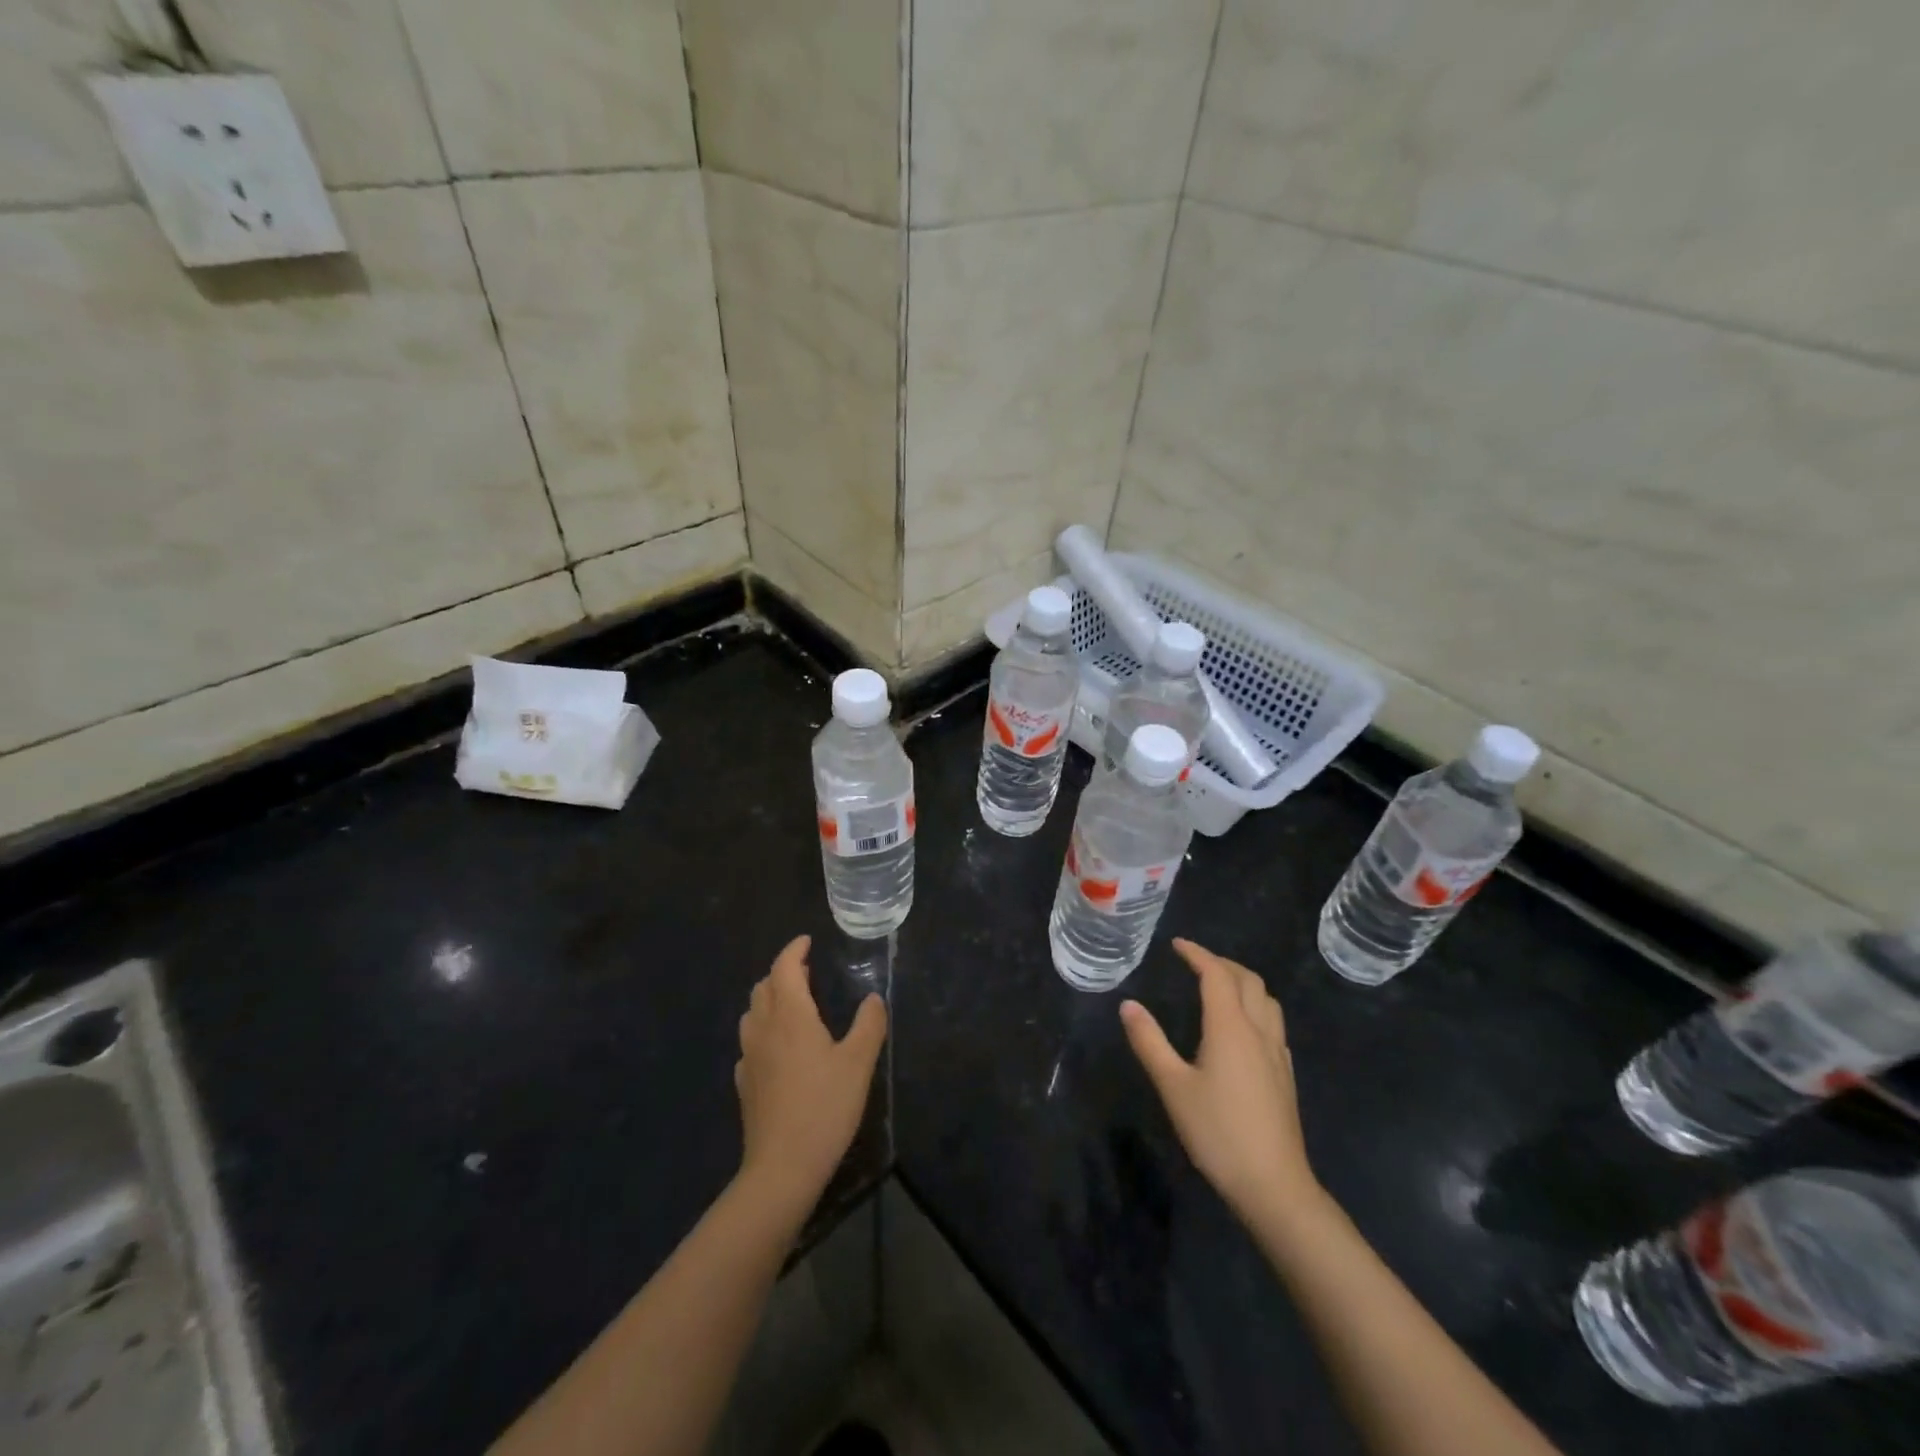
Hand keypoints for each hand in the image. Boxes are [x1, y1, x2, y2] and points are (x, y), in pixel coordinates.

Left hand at [735, 935, 886, 1213]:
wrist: (782, 1168)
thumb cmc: (824, 1108)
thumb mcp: (858, 1063)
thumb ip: (869, 1025)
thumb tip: (873, 998)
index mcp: (790, 1015)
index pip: (784, 967)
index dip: (794, 950)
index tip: (807, 941)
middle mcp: (763, 1028)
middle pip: (764, 986)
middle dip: (783, 973)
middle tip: (808, 974)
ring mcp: (749, 1057)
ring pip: (753, 1013)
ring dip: (771, 999)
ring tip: (795, 1006)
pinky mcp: (745, 1083)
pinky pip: (751, 1042)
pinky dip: (764, 1030)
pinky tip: (780, 1048)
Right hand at [1121, 939, 1319, 1222]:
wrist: (1274, 1185)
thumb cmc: (1217, 1132)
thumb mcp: (1172, 1086)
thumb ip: (1149, 1041)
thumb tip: (1128, 1005)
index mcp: (1231, 1027)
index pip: (1216, 975)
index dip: (1197, 954)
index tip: (1177, 944)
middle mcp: (1259, 1031)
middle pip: (1247, 980)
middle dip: (1221, 963)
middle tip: (1195, 962)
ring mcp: (1277, 1053)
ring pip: (1266, 1000)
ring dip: (1242, 982)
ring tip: (1219, 986)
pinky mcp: (1285, 1074)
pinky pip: (1273, 1022)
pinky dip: (1254, 1006)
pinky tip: (1241, 1027)